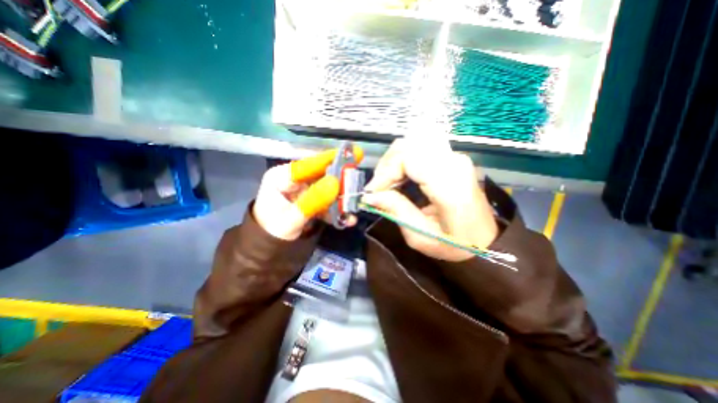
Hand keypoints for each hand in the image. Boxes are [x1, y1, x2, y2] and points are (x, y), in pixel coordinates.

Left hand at [255, 148, 361, 241]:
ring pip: (328, 189)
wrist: (270, 249)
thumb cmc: (273, 231)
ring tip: (354, 206)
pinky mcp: (312, 201)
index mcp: (282, 177)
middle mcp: (295, 180)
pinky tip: (347, 219)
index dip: (330, 159)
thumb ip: (313, 200)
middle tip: (357, 182)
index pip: (308, 165)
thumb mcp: (291, 218)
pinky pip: (327, 201)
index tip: (351, 152)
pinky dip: (337, 210)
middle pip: (321, 175)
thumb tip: (336, 182)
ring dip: (341, 199)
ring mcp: (305, 190)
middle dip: (340, 181)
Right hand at [365, 138, 500, 261]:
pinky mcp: (452, 159)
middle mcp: (454, 163)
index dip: (385, 172)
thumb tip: (370, 195)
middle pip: (408, 146)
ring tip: (386, 185)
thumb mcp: (421, 236)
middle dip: (386, 166)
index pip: (408, 158)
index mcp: (449, 184)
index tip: (372, 192)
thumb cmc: (456, 245)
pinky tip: (399, 179)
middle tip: (377, 189)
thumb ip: (396, 211)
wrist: (487, 241)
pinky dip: (403, 162)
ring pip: (412, 145)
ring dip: (393, 163)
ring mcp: (455, 157)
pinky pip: (419, 151)